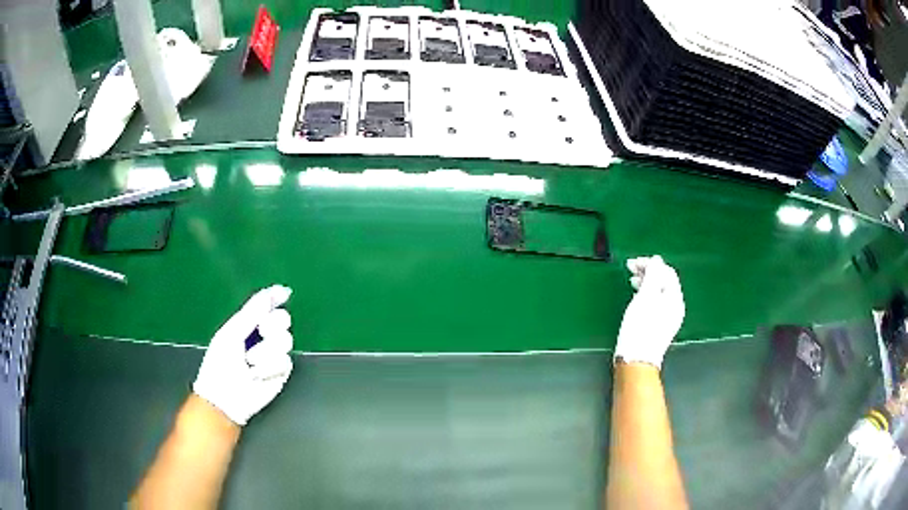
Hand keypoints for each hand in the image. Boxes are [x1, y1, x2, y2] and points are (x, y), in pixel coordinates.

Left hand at [193, 285, 293, 425]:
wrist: (225, 397)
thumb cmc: (220, 364)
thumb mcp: (231, 333)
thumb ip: (251, 312)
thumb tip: (271, 293)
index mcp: (247, 324)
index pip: (266, 305)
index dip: (275, 297)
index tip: (284, 293)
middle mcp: (262, 337)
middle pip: (282, 319)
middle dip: (274, 323)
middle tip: (263, 330)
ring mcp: (273, 355)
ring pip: (286, 340)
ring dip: (267, 350)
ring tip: (251, 360)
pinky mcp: (281, 373)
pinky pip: (285, 361)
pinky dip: (270, 367)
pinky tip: (257, 374)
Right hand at [614, 256, 684, 368]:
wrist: (637, 360)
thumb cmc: (640, 327)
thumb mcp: (645, 297)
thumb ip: (652, 275)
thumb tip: (657, 260)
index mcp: (674, 297)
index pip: (666, 271)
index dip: (650, 263)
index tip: (631, 263)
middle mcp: (675, 306)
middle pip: (664, 281)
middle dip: (648, 272)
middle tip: (630, 270)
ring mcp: (669, 318)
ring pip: (660, 292)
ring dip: (647, 283)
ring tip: (631, 282)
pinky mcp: (660, 326)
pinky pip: (657, 303)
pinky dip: (647, 296)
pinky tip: (637, 299)